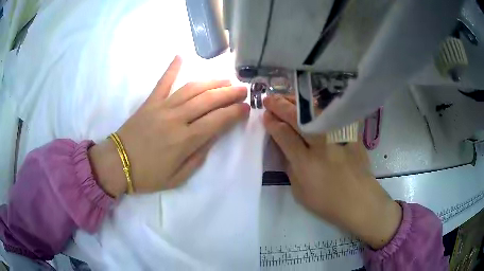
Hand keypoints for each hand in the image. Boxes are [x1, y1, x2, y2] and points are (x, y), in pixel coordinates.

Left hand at [89, 56, 249, 196]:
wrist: (116, 164)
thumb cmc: (148, 175)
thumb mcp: (178, 178)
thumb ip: (198, 158)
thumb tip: (212, 138)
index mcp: (185, 140)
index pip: (217, 120)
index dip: (234, 112)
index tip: (246, 107)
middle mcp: (177, 119)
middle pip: (208, 100)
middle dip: (229, 93)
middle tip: (243, 89)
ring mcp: (162, 107)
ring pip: (191, 88)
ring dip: (211, 82)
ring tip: (225, 80)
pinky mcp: (150, 102)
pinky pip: (163, 82)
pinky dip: (172, 68)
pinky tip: (180, 56)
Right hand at [262, 95, 401, 249]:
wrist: (359, 200)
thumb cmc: (327, 202)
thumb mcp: (300, 192)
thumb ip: (291, 168)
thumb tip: (286, 149)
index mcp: (305, 163)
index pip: (284, 135)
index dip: (272, 124)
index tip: (265, 116)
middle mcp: (321, 145)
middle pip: (297, 119)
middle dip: (279, 106)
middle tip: (268, 100)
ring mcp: (337, 136)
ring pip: (314, 112)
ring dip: (296, 103)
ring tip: (285, 98)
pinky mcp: (350, 133)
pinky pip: (331, 115)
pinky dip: (317, 108)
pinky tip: (309, 106)